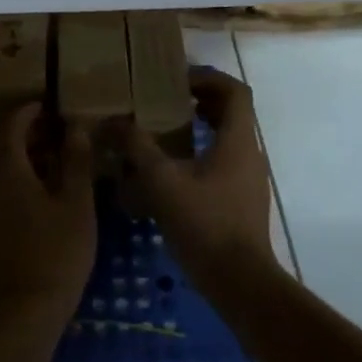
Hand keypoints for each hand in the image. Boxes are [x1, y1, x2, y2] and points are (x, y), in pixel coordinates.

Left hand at [0, 104, 96, 322]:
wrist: (29, 307)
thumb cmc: (58, 250)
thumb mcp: (76, 202)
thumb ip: (76, 162)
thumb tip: (76, 127)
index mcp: (10, 172)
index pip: (10, 127)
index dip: (27, 112)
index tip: (48, 104)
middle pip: (2, 145)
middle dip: (25, 130)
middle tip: (55, 126)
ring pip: (3, 167)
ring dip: (25, 153)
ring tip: (57, 153)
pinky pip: (5, 186)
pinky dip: (23, 174)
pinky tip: (48, 186)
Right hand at [118, 69, 275, 287]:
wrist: (239, 282)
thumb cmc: (204, 223)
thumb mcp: (161, 181)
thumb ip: (137, 147)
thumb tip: (113, 121)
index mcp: (238, 141)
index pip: (235, 91)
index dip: (208, 78)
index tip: (176, 79)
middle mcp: (249, 154)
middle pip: (230, 113)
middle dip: (198, 101)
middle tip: (163, 100)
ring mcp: (248, 179)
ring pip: (226, 138)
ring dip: (198, 128)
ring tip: (161, 131)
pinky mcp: (241, 201)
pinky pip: (223, 162)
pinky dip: (200, 153)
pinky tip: (170, 171)